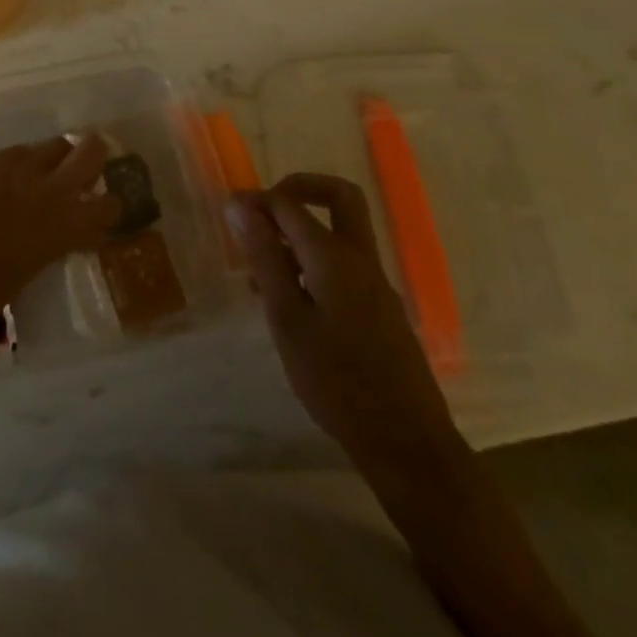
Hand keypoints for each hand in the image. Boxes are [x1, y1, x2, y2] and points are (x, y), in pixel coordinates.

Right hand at [227, 174, 465, 486]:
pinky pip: (343, 265)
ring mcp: (376, 284)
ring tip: (260, 270)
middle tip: (263, 212)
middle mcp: (360, 259)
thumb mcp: (287, 319)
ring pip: (338, 233)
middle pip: (338, 196)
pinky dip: (313, 262)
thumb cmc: (337, 382)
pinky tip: (289, 302)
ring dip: (300, 232)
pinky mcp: (381, 309)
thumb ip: (265, 258)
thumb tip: (240, 205)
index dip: (257, 201)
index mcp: (334, 257)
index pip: (290, 204)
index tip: (228, 215)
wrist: (408, 446)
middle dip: (298, 190)